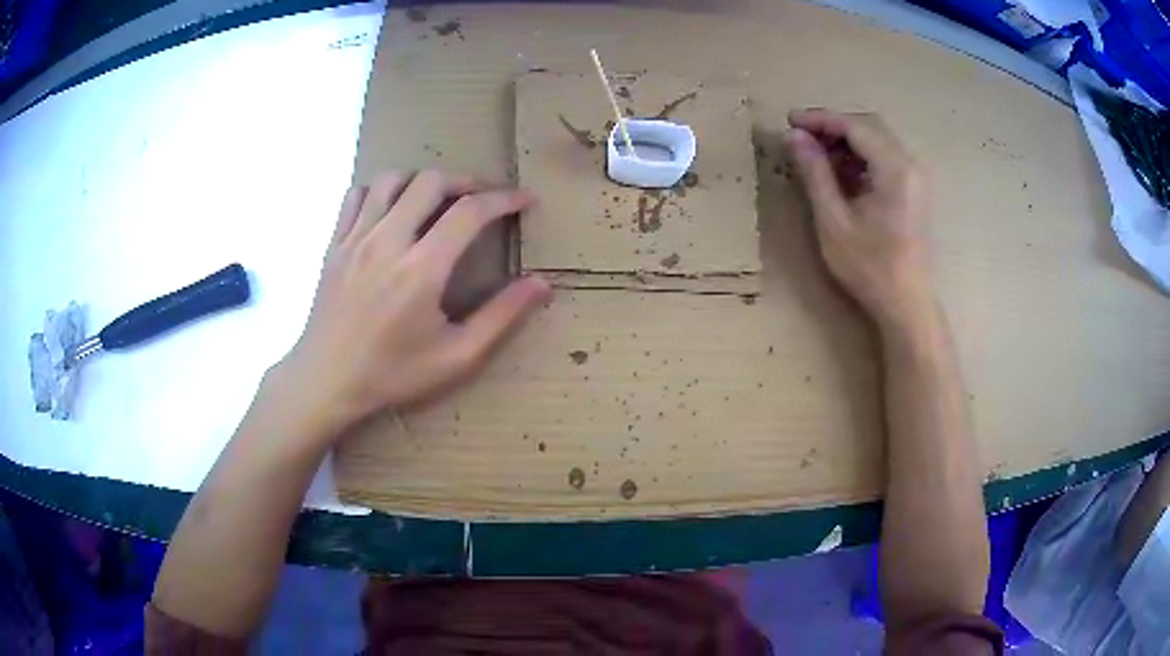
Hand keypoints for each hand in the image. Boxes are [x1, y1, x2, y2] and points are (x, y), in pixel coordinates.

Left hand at [274, 170, 550, 438]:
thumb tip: (541, 284)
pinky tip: (390, 211)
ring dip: (422, 182)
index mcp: (422, 269)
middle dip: (466, 181)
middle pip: (432, 181)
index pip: (470, 211)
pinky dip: (380, 191)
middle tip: (483, 199)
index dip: (504, 199)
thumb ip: (501, 316)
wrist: (326, 382)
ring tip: (437, 201)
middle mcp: (388, 241)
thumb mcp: (456, 356)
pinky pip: (356, 195)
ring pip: (392, 180)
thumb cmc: (392, 374)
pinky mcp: (334, 243)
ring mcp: (355, 238)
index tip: (524, 200)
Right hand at [786, 110, 933, 328]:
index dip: (820, 119)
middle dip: (832, 126)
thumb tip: (795, 136)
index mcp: (895, 169)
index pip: (854, 126)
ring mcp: (916, 175)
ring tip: (815, 154)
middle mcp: (911, 163)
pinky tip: (841, 171)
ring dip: (846, 141)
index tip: (790, 121)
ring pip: (877, 139)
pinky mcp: (915, 188)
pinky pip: (885, 157)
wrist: (907, 304)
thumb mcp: (834, 221)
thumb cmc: (870, 269)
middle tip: (800, 136)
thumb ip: (815, 174)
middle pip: (868, 126)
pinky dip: (860, 156)